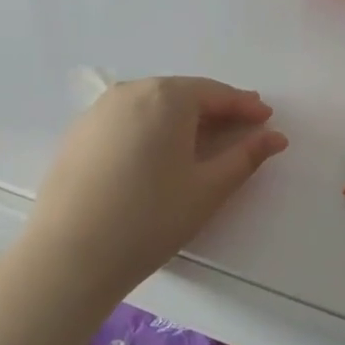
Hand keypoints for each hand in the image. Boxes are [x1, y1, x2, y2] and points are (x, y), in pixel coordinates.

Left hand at [21, 77, 288, 300]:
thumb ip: (245, 157)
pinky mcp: (79, 133)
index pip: (215, 93)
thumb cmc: (150, 218)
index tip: (266, 118)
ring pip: (152, 104)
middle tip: (240, 126)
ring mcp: (99, 110)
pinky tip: (156, 152)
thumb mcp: (207, 189)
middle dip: (214, 108)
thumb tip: (274, 137)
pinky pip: (126, 119)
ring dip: (181, 117)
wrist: (70, 253)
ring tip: (202, 139)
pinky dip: (150, 128)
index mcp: (166, 97)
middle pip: (182, 94)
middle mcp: (130, 91)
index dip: (244, 106)